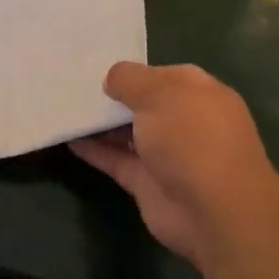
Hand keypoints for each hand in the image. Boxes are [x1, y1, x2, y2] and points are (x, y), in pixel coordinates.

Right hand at [71, 63, 278, 272]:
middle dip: (116, 97)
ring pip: (129, 134)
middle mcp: (186, 122)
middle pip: (145, 105)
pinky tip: (68, 139)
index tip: (98, 68)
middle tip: (74, 86)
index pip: (164, 75)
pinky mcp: (148, 183)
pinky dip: (95, 151)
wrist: (214, 211)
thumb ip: (131, 80)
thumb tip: (112, 78)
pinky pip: (117, 161)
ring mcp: (167, 155)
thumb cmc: (193, 138)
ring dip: (101, 124)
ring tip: (65, 109)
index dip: (134, 72)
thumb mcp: (159, 94)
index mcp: (199, 93)